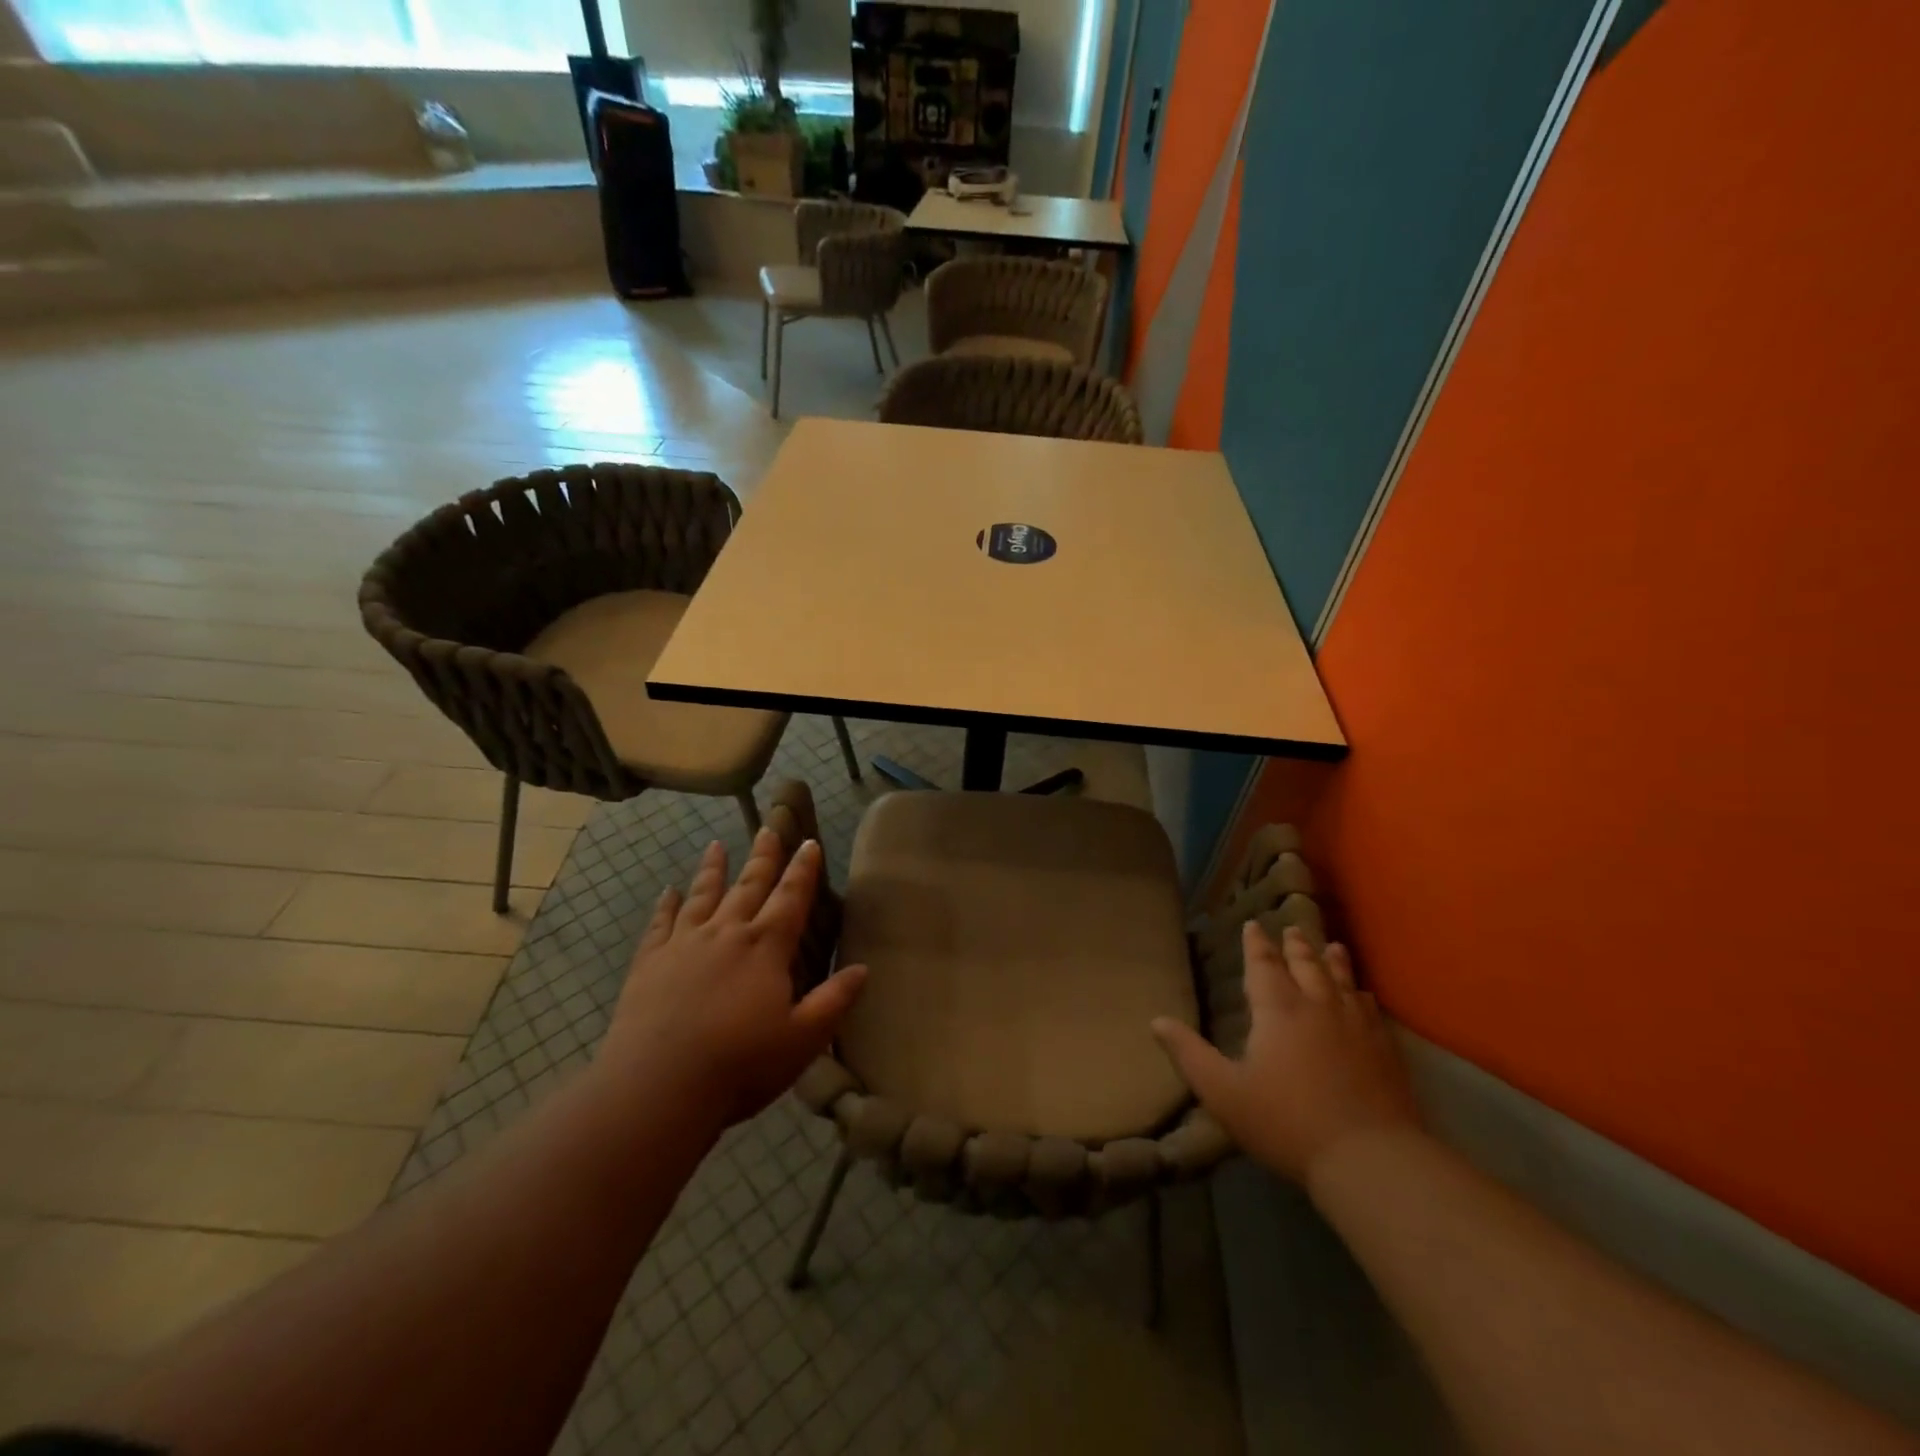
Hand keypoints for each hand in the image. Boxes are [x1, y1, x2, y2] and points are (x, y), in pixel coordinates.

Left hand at [599, 830, 867, 1127]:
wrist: (657, 1087)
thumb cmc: (740, 1065)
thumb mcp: (802, 1039)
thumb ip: (834, 1001)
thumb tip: (863, 969)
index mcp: (766, 949)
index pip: (791, 899)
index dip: (803, 870)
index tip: (809, 842)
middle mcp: (727, 934)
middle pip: (748, 886)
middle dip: (763, 856)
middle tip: (769, 827)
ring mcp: (684, 945)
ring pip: (703, 896)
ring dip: (713, 869)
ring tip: (716, 845)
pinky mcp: (649, 963)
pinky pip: (660, 924)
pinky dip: (665, 905)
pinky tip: (667, 891)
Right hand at [1152, 922, 1419, 1186]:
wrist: (1370, 1159)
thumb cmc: (1287, 1123)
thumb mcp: (1223, 1092)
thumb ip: (1189, 1055)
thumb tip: (1157, 1021)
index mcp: (1278, 1010)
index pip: (1264, 965)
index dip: (1256, 944)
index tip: (1253, 924)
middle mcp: (1318, 1006)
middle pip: (1306, 965)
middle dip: (1295, 945)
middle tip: (1293, 928)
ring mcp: (1357, 1027)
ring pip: (1343, 981)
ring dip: (1334, 961)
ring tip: (1333, 946)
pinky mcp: (1386, 1051)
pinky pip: (1371, 1010)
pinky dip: (1362, 995)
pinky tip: (1364, 996)